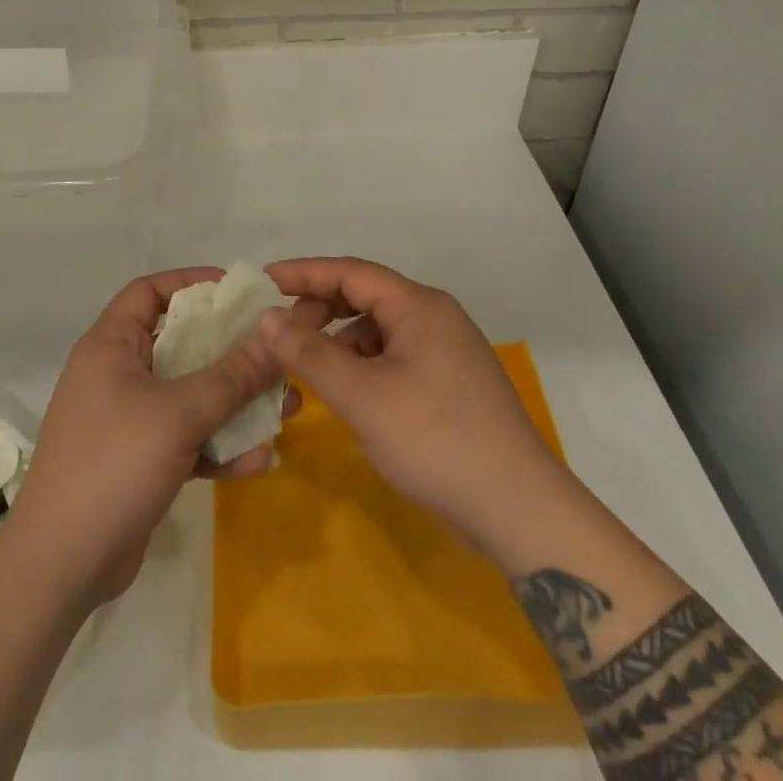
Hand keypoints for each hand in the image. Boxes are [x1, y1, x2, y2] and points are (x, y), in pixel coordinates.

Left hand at [10, 268, 286, 607]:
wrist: (62, 566)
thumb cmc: (115, 464)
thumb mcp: (179, 414)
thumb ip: (232, 375)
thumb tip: (275, 334)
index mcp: (111, 345)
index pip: (149, 291)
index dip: (192, 283)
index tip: (239, 292)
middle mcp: (117, 374)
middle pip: (180, 344)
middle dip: (230, 350)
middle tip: (275, 351)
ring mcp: (128, 419)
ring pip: (190, 395)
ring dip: (234, 402)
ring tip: (286, 406)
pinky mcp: (140, 460)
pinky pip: (186, 438)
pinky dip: (218, 446)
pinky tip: (259, 461)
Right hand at [260, 257, 562, 559]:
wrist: (519, 510)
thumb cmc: (435, 440)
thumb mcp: (362, 396)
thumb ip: (309, 353)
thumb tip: (266, 318)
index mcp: (419, 307)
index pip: (351, 272)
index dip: (304, 273)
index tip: (264, 280)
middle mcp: (435, 318)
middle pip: (365, 297)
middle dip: (320, 309)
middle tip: (281, 333)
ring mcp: (446, 352)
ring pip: (379, 330)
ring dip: (340, 341)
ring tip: (309, 368)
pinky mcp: (450, 384)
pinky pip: (394, 357)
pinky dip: (363, 366)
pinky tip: (349, 394)